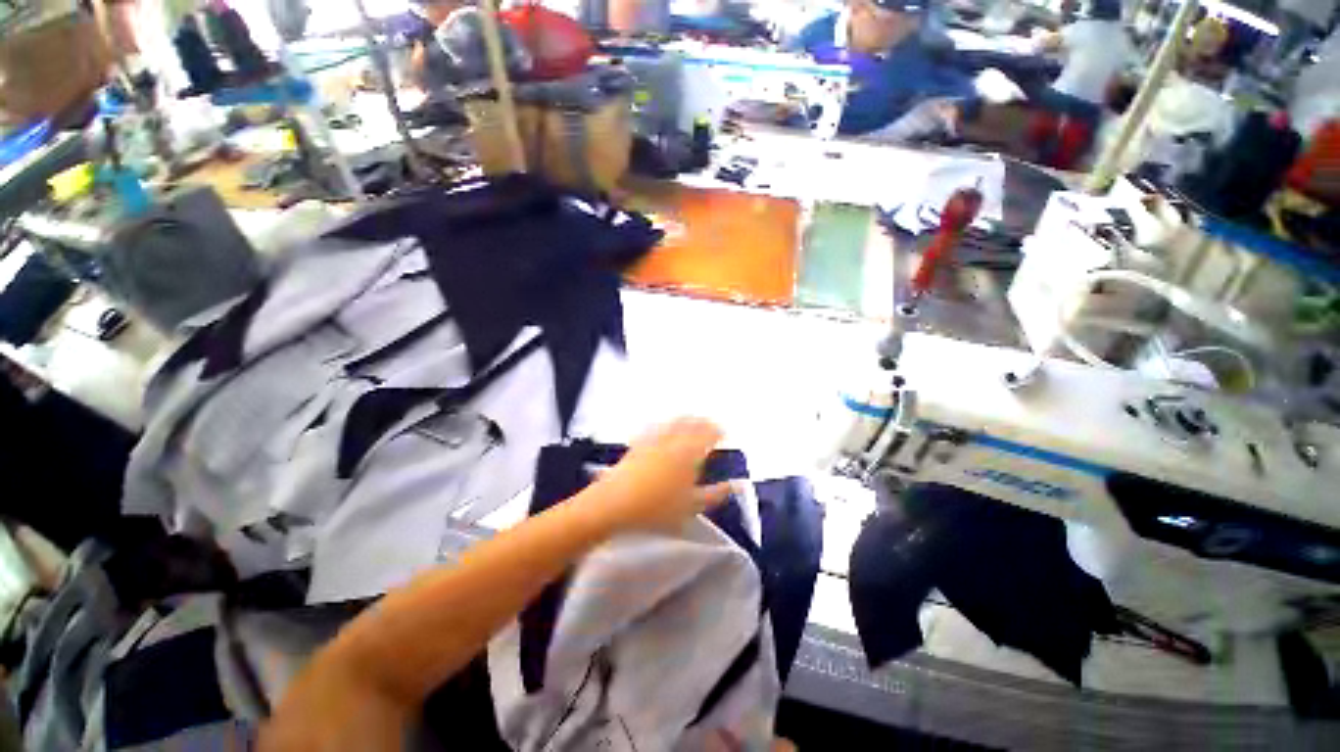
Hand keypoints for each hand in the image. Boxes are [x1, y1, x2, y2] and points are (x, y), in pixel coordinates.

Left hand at [584, 418, 732, 533]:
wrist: (615, 504)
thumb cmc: (656, 508)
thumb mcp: (691, 507)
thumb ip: (714, 495)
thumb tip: (733, 486)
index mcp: (689, 453)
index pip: (708, 434)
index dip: (718, 431)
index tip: (724, 433)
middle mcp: (673, 440)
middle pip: (691, 423)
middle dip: (703, 422)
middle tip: (710, 424)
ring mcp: (653, 439)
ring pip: (673, 422)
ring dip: (685, 419)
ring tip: (691, 420)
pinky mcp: (638, 443)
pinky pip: (654, 427)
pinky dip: (663, 423)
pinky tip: (662, 425)